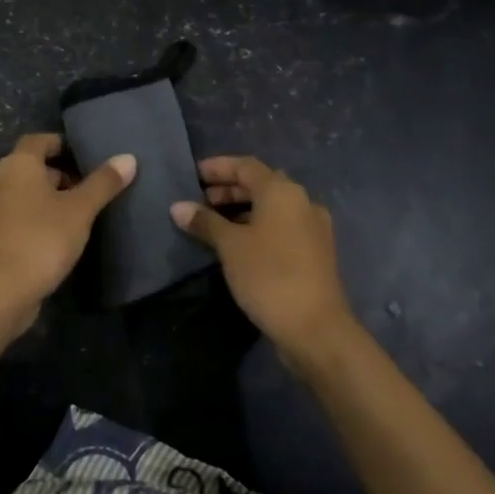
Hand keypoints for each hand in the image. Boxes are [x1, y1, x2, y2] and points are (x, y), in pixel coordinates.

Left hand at [0, 133, 135, 321]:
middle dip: (58, 175)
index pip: (38, 140)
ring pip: (22, 195)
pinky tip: (55, 238)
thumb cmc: (42, 238)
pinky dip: (34, 220)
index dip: (61, 144)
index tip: (85, 157)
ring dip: (46, 200)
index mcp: (16, 165)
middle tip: (88, 190)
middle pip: (30, 168)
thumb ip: (103, 183)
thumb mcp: (80, 210)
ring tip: (77, 216)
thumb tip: (128, 158)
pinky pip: (15, 218)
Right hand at [171, 156, 358, 374]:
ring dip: (243, 208)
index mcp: (282, 191)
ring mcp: (313, 227)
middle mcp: (302, 201)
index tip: (193, 174)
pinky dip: (258, 225)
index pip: (246, 166)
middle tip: (200, 200)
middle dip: (229, 189)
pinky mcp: (315, 251)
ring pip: (273, 206)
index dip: (218, 167)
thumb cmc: (269, 276)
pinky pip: (282, 225)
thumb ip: (205, 222)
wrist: (315, 327)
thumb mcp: (230, 246)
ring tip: (214, 222)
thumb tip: (178, 207)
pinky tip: (239, 243)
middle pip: (261, 184)